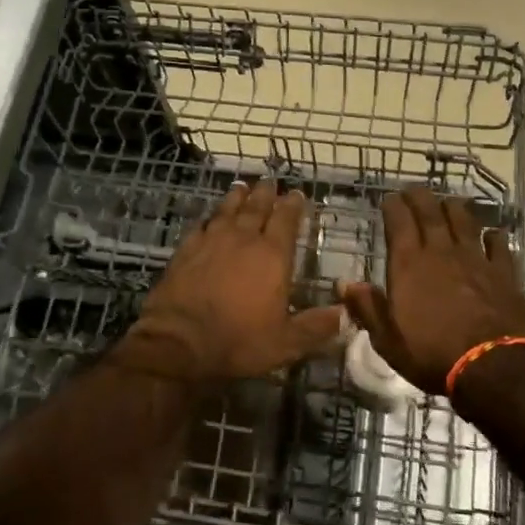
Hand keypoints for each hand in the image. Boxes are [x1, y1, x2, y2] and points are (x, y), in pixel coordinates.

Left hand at [120, 179, 344, 383]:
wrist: (178, 342)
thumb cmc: (238, 341)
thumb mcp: (286, 343)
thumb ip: (316, 326)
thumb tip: (347, 314)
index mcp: (272, 256)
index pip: (286, 220)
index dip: (293, 205)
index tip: (297, 194)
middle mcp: (243, 239)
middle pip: (256, 207)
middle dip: (266, 193)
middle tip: (270, 181)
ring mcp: (211, 241)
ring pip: (227, 210)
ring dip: (237, 197)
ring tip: (242, 187)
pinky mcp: (185, 250)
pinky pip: (201, 225)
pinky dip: (210, 217)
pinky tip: (210, 217)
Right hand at [341, 185, 524, 393]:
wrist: (493, 367)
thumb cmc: (432, 354)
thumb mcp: (388, 339)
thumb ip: (367, 308)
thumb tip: (344, 284)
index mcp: (409, 264)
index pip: (399, 222)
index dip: (393, 206)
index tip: (389, 199)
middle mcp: (441, 252)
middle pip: (431, 212)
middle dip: (420, 197)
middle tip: (414, 190)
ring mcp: (476, 259)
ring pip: (464, 221)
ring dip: (454, 208)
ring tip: (448, 202)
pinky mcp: (504, 272)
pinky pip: (498, 245)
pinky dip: (493, 236)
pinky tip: (492, 234)